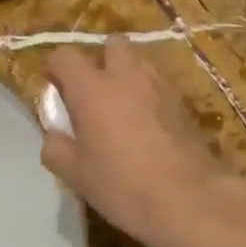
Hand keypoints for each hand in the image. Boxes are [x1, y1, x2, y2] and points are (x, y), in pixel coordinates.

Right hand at [40, 40, 236, 246]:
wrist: (191, 201)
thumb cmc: (123, 185)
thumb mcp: (75, 174)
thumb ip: (56, 147)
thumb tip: (54, 136)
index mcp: (91, 88)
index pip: (64, 56)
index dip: (55, 69)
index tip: (56, 92)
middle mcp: (125, 76)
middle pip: (110, 45)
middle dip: (100, 61)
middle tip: (94, 95)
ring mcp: (159, 86)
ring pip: (139, 62)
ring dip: (127, 76)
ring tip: (124, 109)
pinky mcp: (184, 103)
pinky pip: (159, 86)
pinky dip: (149, 96)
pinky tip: (149, 126)